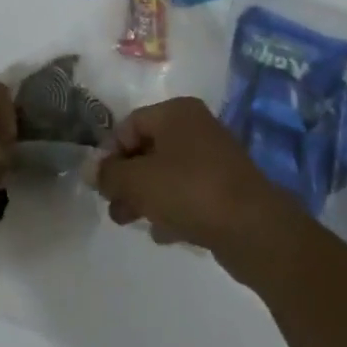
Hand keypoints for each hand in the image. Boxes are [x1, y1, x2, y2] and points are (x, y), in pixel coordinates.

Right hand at [94, 97, 294, 267]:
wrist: (256, 231)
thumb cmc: (190, 192)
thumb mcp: (138, 181)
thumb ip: (109, 175)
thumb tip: (90, 171)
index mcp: (176, 112)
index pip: (129, 125)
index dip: (110, 153)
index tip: (101, 184)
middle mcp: (197, 126)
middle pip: (148, 149)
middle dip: (127, 179)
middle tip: (113, 207)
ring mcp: (215, 157)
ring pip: (168, 173)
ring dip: (146, 196)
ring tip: (131, 222)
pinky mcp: (228, 188)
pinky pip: (189, 192)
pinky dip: (172, 208)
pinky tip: (163, 234)